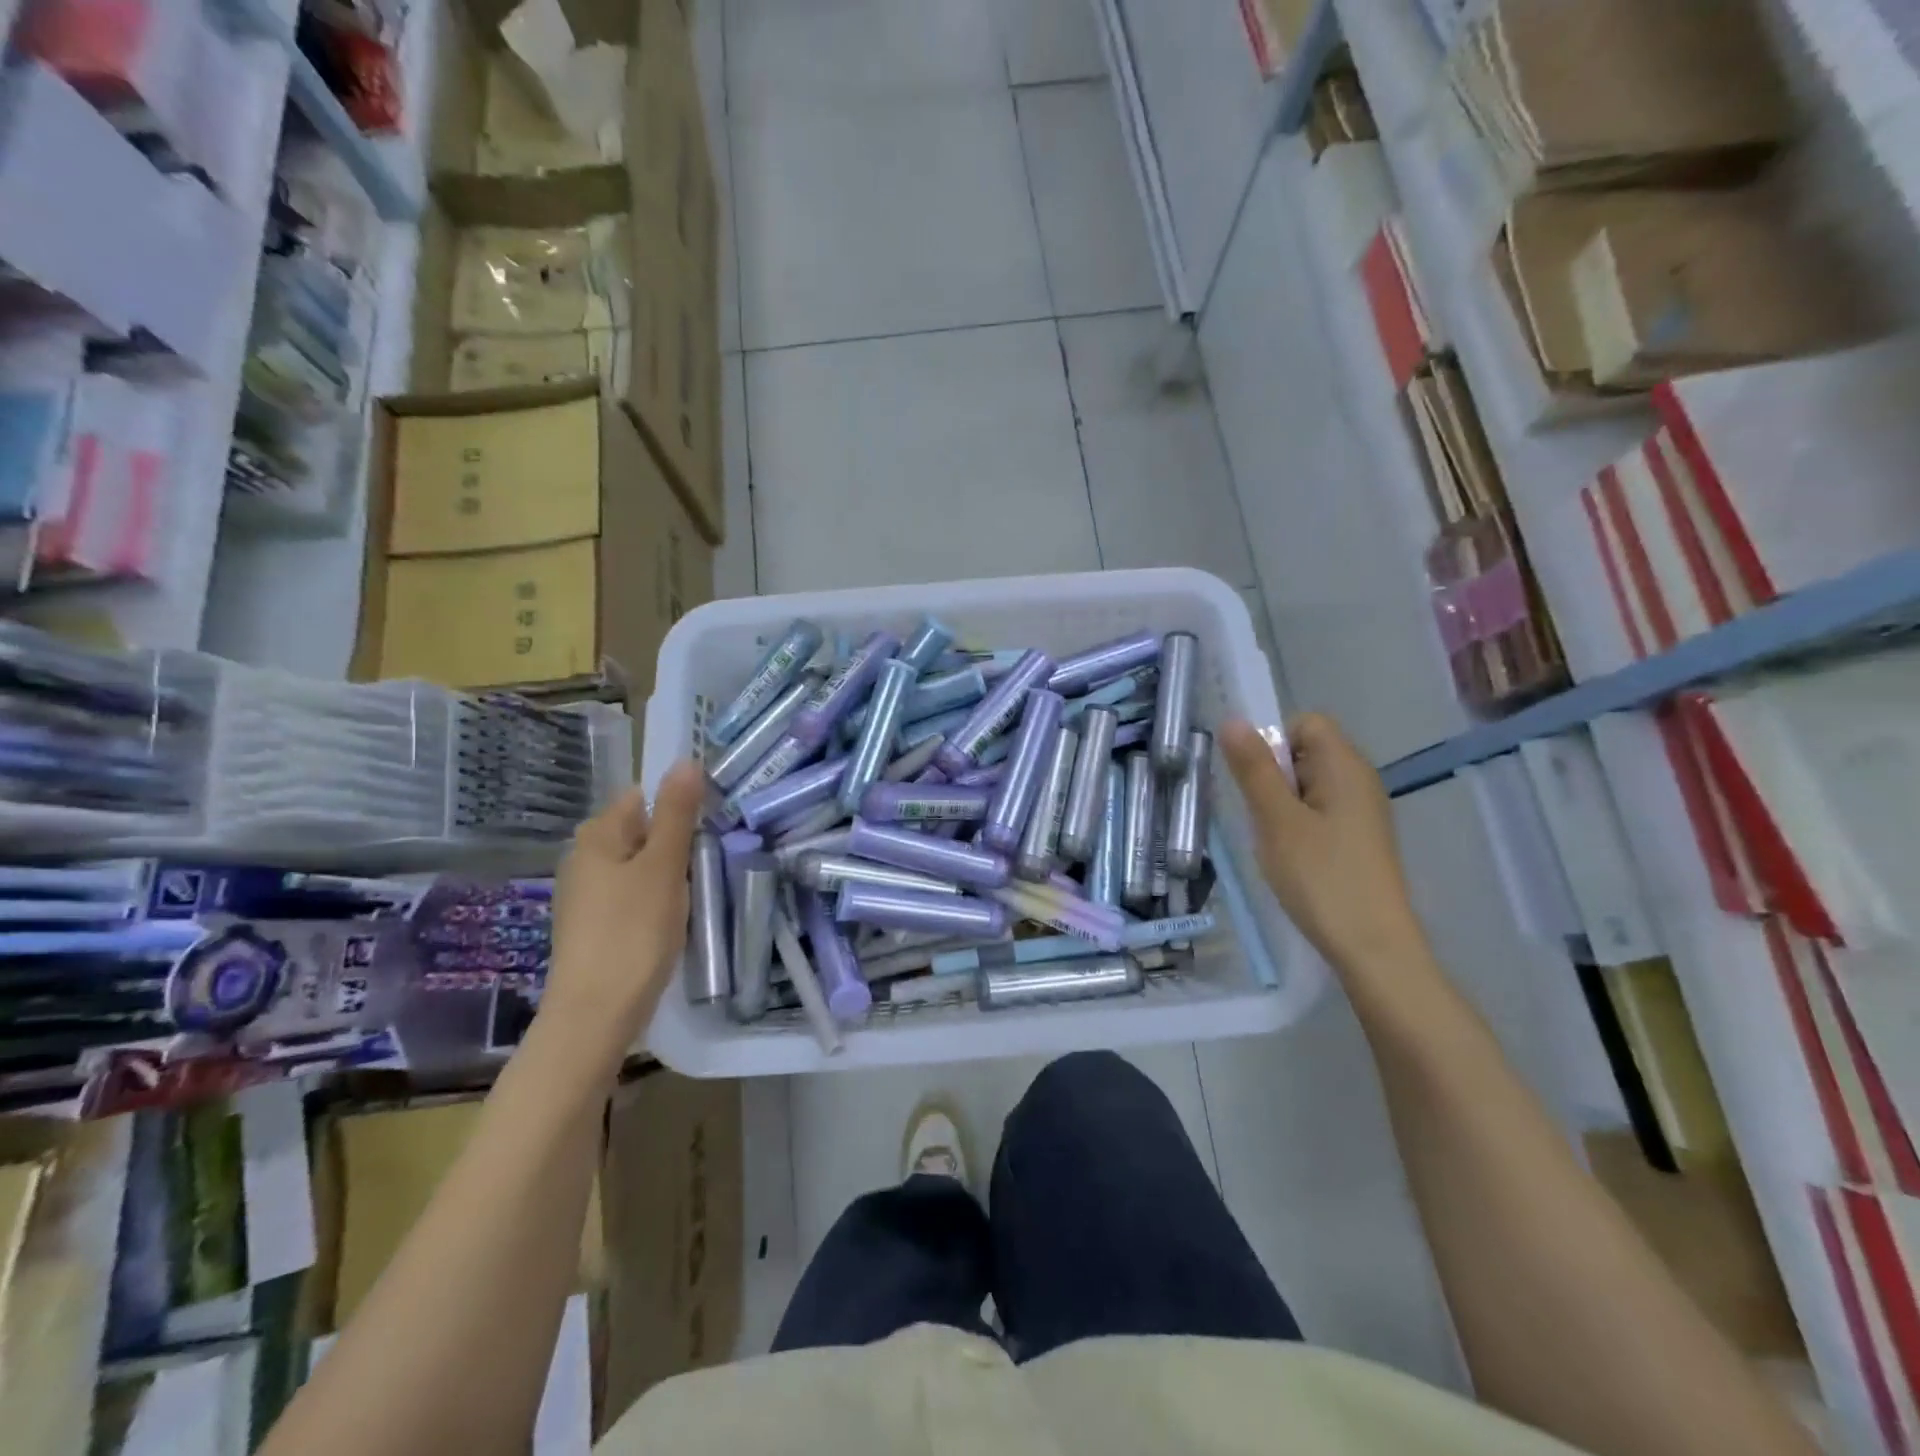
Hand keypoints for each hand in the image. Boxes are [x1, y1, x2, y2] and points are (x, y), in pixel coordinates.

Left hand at [542, 759, 706, 1057]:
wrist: (596, 1014)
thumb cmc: (633, 931)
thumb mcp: (663, 866)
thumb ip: (676, 813)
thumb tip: (686, 760)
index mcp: (596, 835)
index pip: (643, 797)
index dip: (679, 806)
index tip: (711, 826)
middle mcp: (584, 857)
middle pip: (642, 831)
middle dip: (677, 842)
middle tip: (710, 860)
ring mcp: (586, 894)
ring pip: (640, 866)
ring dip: (670, 873)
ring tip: (697, 891)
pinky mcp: (594, 925)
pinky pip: (633, 895)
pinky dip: (655, 899)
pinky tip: (674, 919)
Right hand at [1218, 714, 1430, 975]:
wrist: (1372, 946)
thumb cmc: (1321, 877)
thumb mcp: (1276, 819)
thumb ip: (1254, 768)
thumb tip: (1232, 719)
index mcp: (1345, 766)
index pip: (1305, 723)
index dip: (1274, 741)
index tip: (1256, 782)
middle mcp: (1359, 780)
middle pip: (1306, 752)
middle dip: (1273, 776)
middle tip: (1262, 817)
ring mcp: (1362, 811)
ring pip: (1309, 785)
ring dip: (1282, 804)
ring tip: (1275, 841)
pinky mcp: (1359, 838)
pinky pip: (1320, 811)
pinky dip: (1298, 825)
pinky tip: (1292, 858)